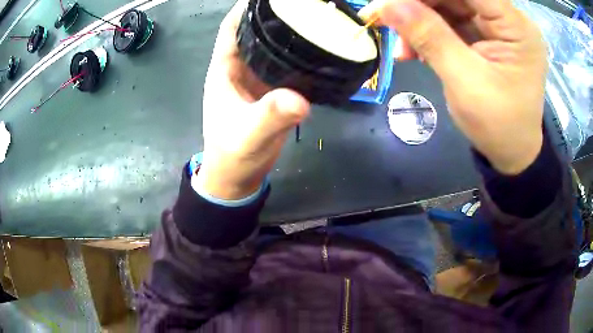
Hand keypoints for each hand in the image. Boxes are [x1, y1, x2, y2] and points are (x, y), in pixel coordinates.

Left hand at [197, 1, 309, 199]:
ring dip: (288, 35)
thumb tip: (301, 100)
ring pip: (272, 48)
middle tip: (304, 7)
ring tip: (316, 21)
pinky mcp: (272, 91)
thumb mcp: (248, 134)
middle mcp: (241, 68)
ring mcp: (258, 79)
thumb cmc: (233, 153)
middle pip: (255, 32)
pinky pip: (286, 66)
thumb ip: (271, 116)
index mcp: (225, 69)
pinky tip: (318, 51)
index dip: (245, 8)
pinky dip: (298, 57)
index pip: (232, 28)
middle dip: (274, 17)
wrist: (239, 176)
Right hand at [360, 0, 547, 174]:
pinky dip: (428, 33)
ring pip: (448, 5)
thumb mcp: (465, 82)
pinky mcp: (485, 36)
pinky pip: (450, 22)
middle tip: (383, 18)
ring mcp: (496, 26)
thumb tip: (388, 4)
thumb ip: (430, 37)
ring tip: (401, 47)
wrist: (512, 153)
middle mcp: (507, 19)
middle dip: (417, 4)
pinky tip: (413, 51)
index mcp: (515, 26)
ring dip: (419, 21)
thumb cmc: (499, 126)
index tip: (393, 2)